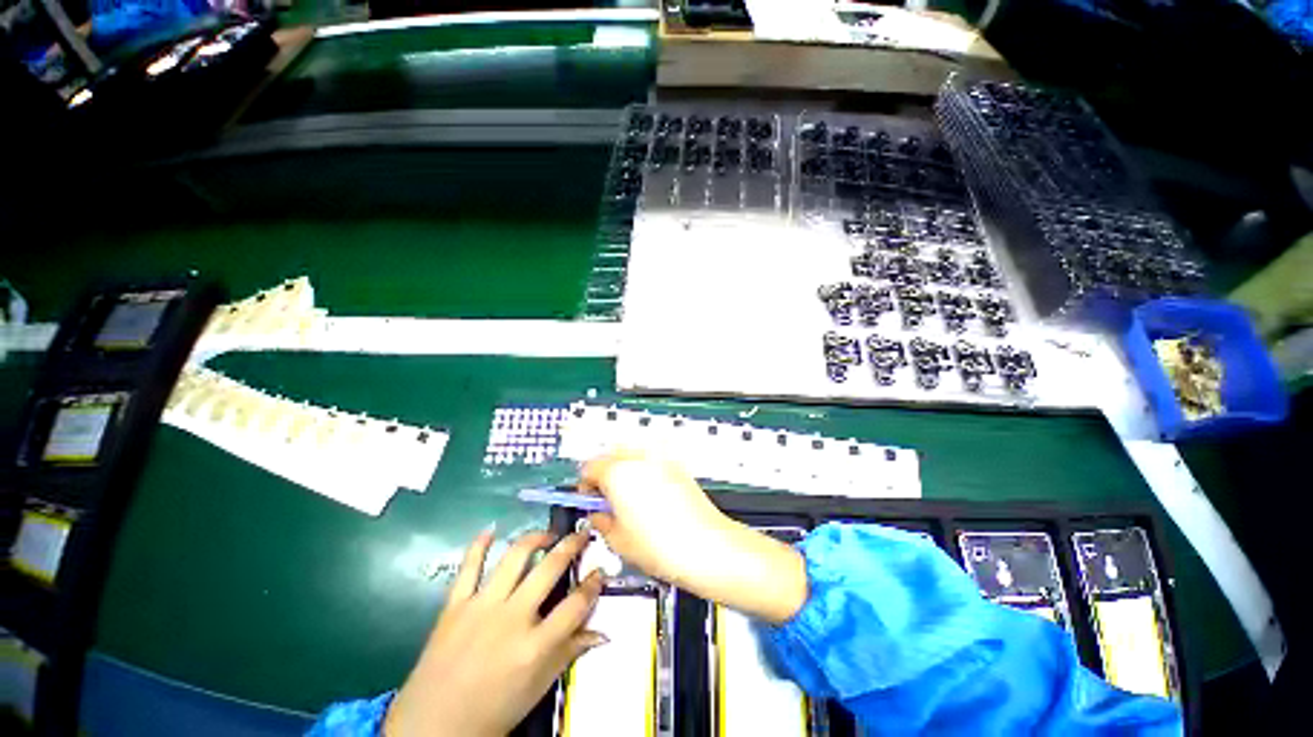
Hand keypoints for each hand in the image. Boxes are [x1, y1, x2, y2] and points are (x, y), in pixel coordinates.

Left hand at [385, 530, 605, 736]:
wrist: (432, 727)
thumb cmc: (493, 711)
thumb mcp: (537, 688)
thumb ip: (569, 653)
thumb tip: (602, 633)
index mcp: (535, 646)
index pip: (576, 604)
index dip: (593, 584)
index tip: (600, 571)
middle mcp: (512, 619)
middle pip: (550, 568)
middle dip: (572, 545)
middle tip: (582, 535)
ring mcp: (481, 607)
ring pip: (515, 557)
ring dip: (536, 538)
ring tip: (548, 535)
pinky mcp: (454, 605)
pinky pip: (468, 567)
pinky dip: (479, 545)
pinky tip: (491, 530)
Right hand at [580, 450, 808, 623]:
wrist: (707, 546)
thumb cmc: (661, 546)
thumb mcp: (618, 541)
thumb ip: (601, 521)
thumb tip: (598, 515)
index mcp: (618, 473)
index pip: (590, 467)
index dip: (585, 485)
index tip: (590, 501)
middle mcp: (639, 458)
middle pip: (610, 455)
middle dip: (605, 474)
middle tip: (607, 500)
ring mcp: (660, 459)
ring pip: (632, 454)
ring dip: (624, 469)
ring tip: (628, 498)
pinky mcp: (677, 466)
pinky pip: (651, 460)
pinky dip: (644, 471)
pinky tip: (649, 496)